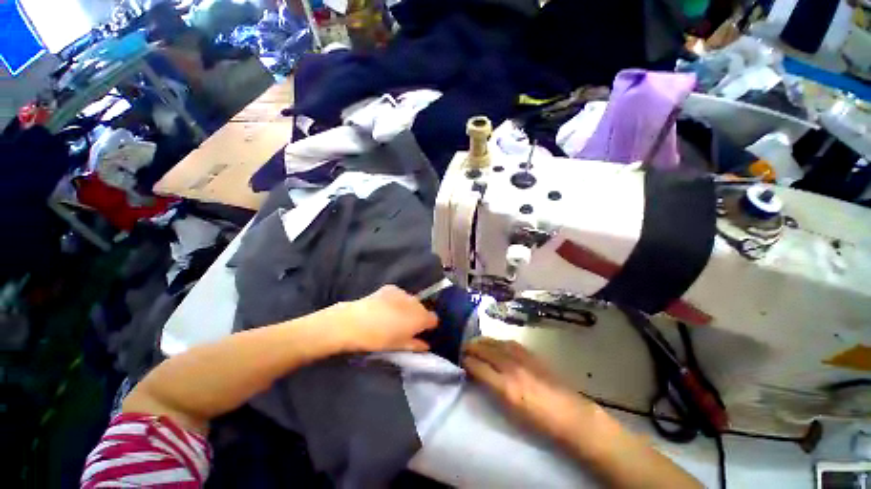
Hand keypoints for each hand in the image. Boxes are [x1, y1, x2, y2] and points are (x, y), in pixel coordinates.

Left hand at [330, 285, 438, 352]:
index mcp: (421, 318)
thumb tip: (427, 345)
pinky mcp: (391, 288)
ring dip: (407, 308)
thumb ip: (416, 345)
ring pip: (411, 301)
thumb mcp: (399, 346)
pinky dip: (396, 301)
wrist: (354, 322)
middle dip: (418, 316)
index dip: (428, 326)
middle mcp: (416, 302)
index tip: (421, 332)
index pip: (434, 319)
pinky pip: (399, 295)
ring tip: (393, 316)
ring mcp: (403, 293)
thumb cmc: (379, 339)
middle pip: (423, 309)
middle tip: (406, 326)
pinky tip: (385, 307)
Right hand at [462, 338, 599, 446]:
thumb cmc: (538, 421)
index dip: (467, 361)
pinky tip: (495, 343)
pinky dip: (498, 341)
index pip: (478, 366)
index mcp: (505, 386)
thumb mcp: (510, 411)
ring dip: (483, 341)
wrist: (569, 414)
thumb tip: (478, 375)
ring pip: (496, 343)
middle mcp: (511, 368)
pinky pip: (509, 343)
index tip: (461, 360)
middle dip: (472, 347)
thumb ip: (492, 390)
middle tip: (463, 348)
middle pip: (486, 350)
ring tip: (475, 342)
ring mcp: (522, 358)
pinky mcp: (531, 355)